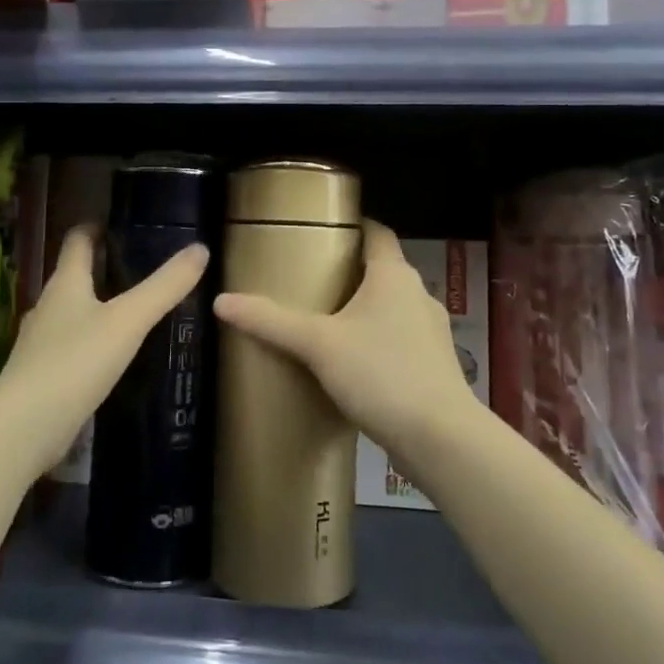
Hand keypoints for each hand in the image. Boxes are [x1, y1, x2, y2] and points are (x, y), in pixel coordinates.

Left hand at [0, 225, 208, 482]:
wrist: (24, 428)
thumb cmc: (76, 362)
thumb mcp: (129, 321)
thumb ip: (164, 287)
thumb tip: (200, 249)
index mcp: (65, 284)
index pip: (77, 241)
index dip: (95, 228)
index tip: (117, 224)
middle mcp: (48, 306)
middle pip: (73, 276)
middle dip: (101, 268)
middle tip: (138, 267)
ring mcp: (41, 343)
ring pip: (71, 313)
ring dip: (96, 306)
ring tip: (130, 310)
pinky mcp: (42, 375)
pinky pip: (71, 346)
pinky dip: (91, 341)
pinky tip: (111, 355)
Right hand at [213, 219, 477, 461]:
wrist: (441, 438)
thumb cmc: (381, 373)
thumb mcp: (318, 344)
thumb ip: (270, 321)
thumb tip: (221, 301)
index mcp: (394, 275)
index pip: (377, 232)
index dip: (353, 225)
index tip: (322, 229)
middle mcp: (418, 294)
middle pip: (382, 270)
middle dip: (349, 272)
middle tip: (310, 279)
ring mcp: (432, 331)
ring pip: (392, 307)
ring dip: (364, 309)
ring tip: (326, 322)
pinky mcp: (435, 365)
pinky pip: (401, 339)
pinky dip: (378, 341)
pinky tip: (353, 364)